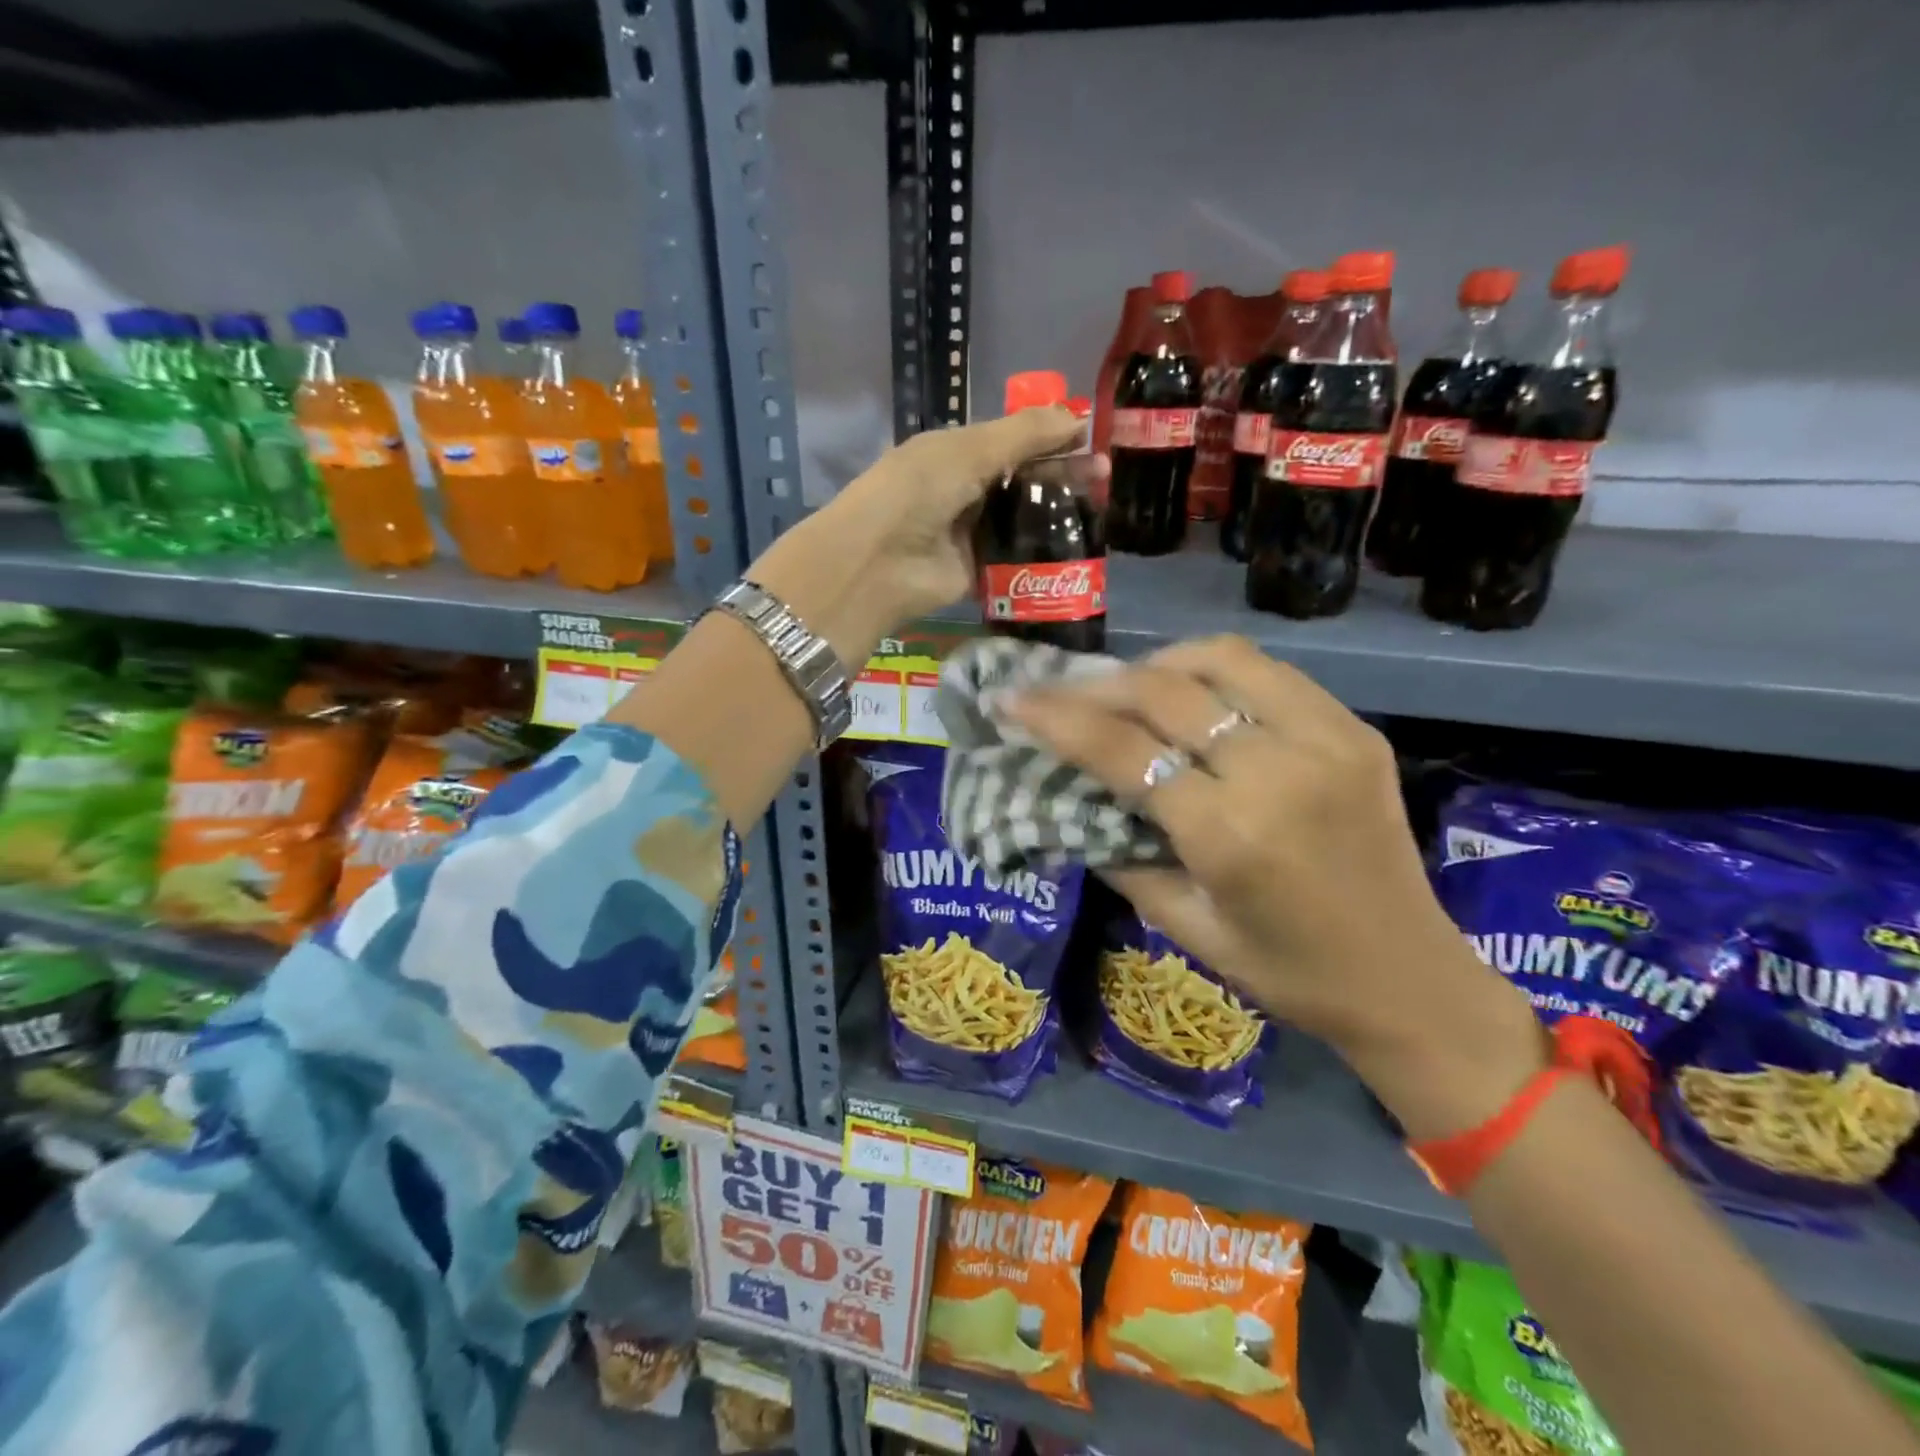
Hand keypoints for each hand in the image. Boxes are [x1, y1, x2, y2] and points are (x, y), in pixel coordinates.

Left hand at [750, 408, 1087, 664]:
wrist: (879, 563)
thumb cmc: (918, 491)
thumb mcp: (969, 450)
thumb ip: (1023, 434)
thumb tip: (1076, 416)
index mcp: (957, 452)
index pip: (1014, 440)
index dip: (1052, 438)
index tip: (1093, 439)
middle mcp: (965, 490)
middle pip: (1023, 480)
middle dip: (1063, 475)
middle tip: (1106, 477)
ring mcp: (972, 533)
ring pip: (1023, 519)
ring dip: (1058, 515)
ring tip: (1101, 510)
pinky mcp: (979, 572)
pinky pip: (1017, 558)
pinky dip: (1043, 553)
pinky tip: (1079, 547)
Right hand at [1001, 635, 1545, 1139]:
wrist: (1411, 981)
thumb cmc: (1287, 973)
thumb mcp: (1186, 930)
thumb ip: (1123, 856)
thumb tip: (1075, 798)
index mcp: (1230, 836)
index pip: (1123, 750)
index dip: (1056, 718)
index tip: (1012, 698)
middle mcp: (1278, 772)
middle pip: (1163, 692)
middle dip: (1094, 685)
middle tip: (1056, 689)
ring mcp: (1325, 740)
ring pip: (1218, 661)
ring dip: (1156, 663)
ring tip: (1124, 686)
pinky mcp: (1354, 729)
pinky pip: (1268, 673)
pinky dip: (1212, 670)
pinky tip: (1189, 692)